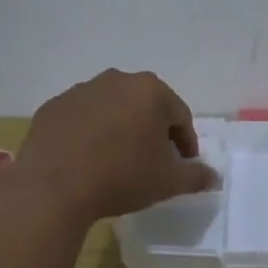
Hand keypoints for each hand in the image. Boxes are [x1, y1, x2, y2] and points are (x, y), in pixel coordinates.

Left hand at [10, 69, 216, 223]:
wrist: (54, 187)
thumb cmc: (121, 177)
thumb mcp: (167, 182)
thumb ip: (196, 176)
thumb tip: (214, 177)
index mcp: (150, 90)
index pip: (179, 115)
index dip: (185, 143)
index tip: (182, 165)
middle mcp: (116, 80)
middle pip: (145, 106)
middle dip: (152, 131)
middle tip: (152, 161)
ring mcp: (80, 90)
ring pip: (111, 109)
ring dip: (120, 129)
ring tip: (117, 161)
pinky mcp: (53, 106)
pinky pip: (81, 118)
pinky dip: (89, 133)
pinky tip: (86, 159)